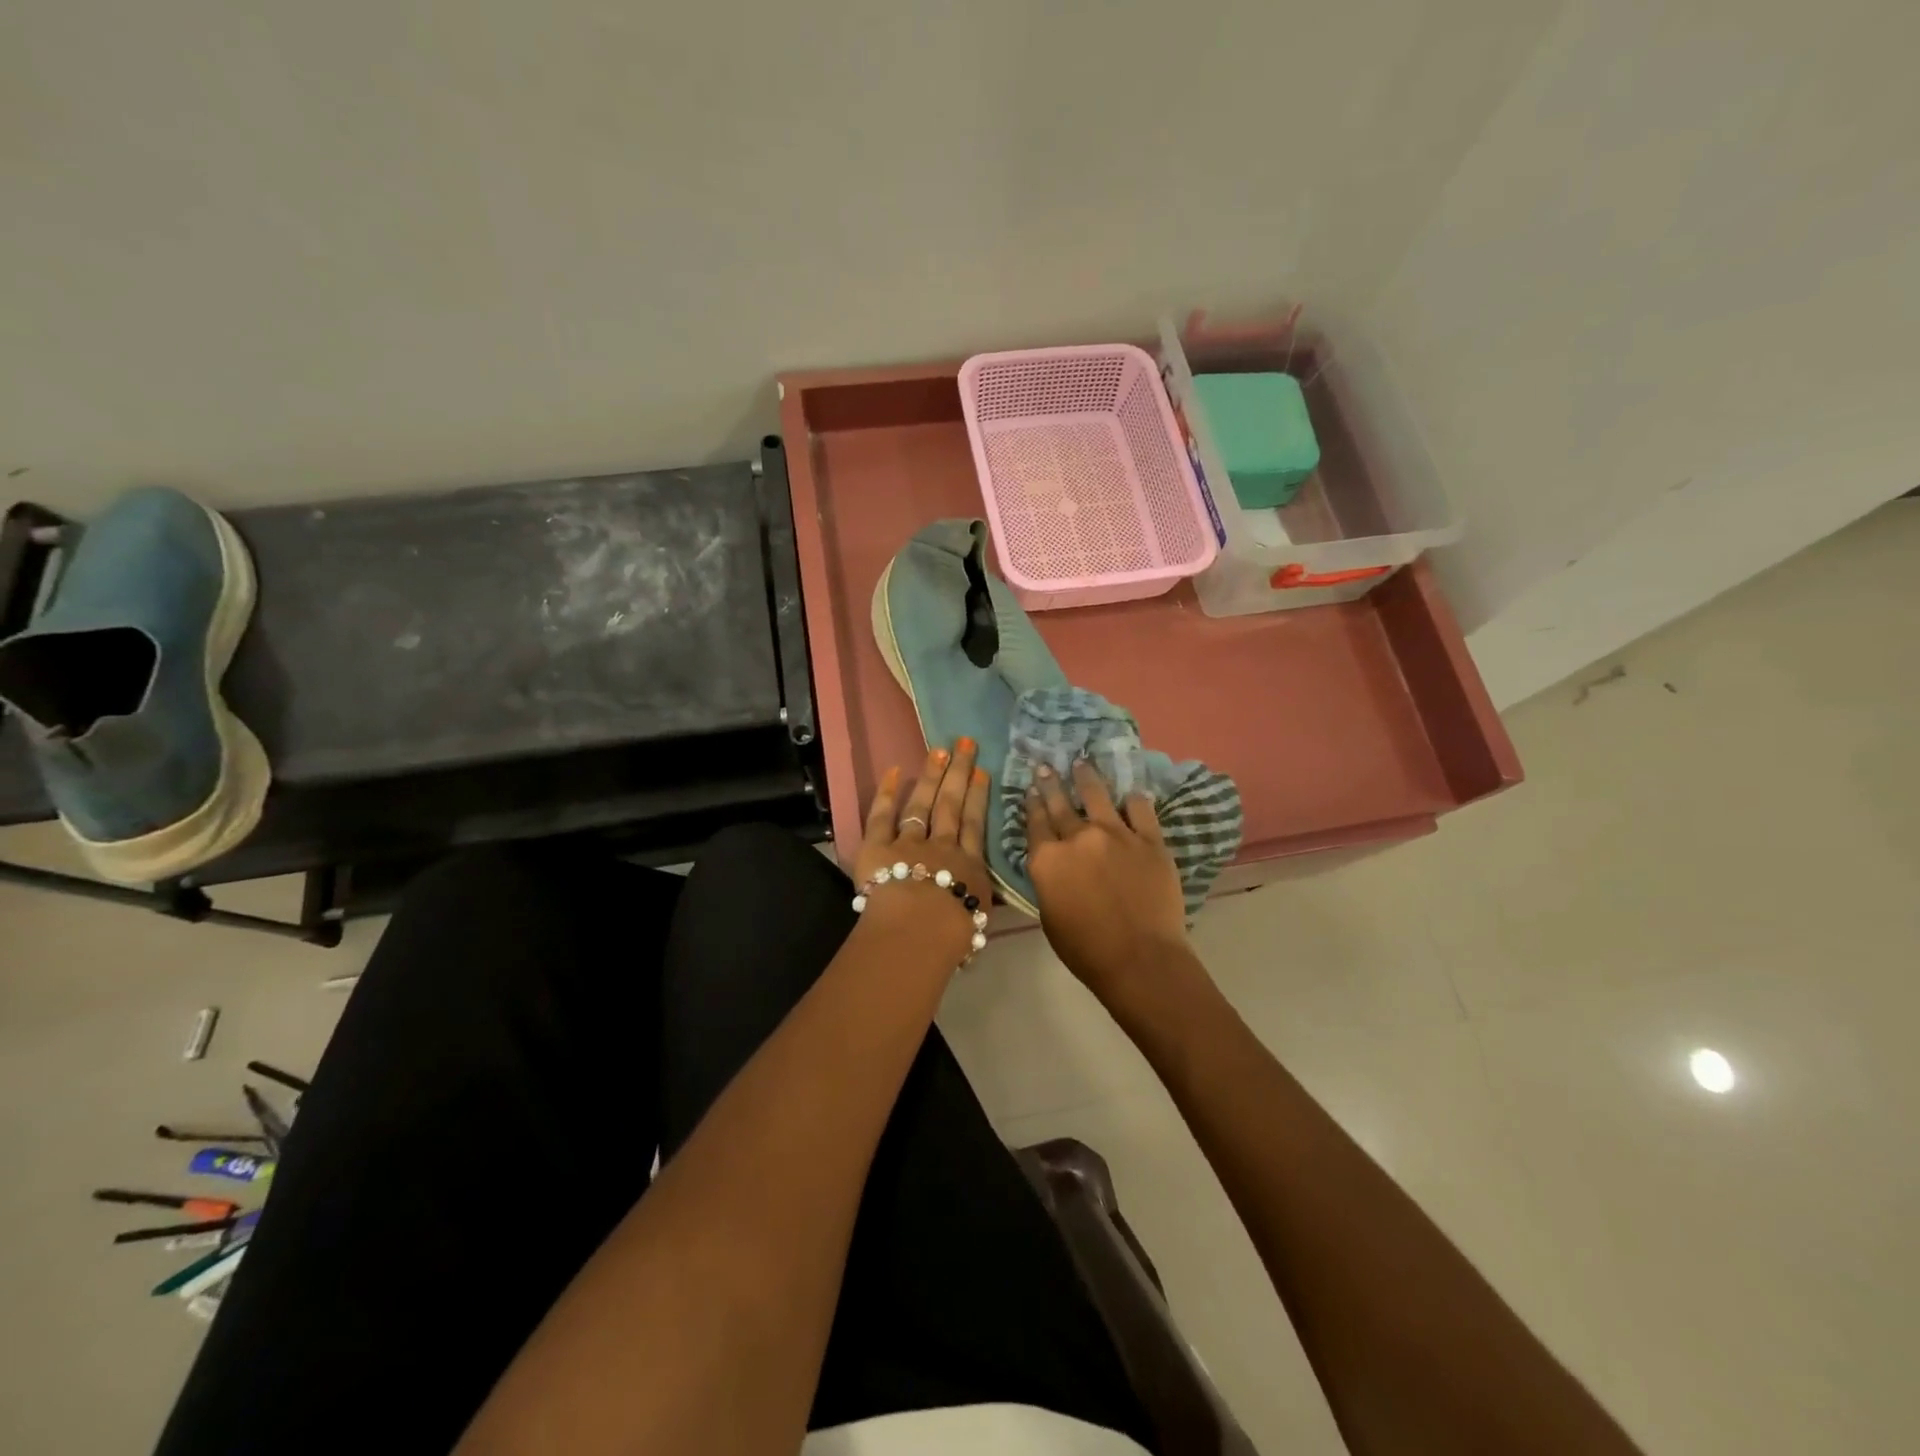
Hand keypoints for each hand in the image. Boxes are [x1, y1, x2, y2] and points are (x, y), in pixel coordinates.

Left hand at [855, 739, 993, 964]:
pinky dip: (886, 793)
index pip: (975, 825)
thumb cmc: (952, 935)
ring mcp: (909, 842)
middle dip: (959, 773)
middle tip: (965, 744)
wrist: (918, 930)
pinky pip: (882, 816)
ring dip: (931, 776)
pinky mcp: (878, 846)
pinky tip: (893, 770)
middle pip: (952, 805)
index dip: (978, 797)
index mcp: (968, 867)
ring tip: (939, 750)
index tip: (982, 772)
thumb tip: (978, 902)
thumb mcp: (977, 921)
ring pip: (922, 804)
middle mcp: (942, 847)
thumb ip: (977, 904)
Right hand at [1026, 761, 1189, 1002]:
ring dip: (1086, 777)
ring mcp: (1117, 834)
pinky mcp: (1150, 840)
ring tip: (1082, 762)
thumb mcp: (1048, 916)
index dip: (1032, 804)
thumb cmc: (1086, 949)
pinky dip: (1134, 799)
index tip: (1030, 788)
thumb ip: (1049, 881)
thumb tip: (1054, 865)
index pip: (1035, 823)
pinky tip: (1131, 792)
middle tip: (1046, 765)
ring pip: (1098, 795)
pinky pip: (1141, 810)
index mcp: (1047, 859)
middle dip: (1051, 782)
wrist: (1140, 959)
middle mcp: (1078, 838)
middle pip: (1060, 803)